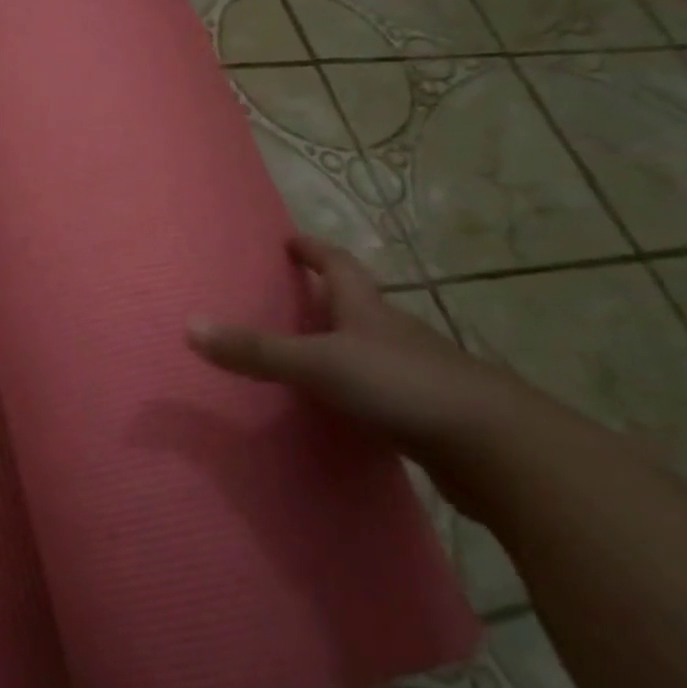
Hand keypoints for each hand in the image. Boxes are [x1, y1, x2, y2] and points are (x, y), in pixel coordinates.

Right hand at [187, 235, 547, 474]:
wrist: (497, 448)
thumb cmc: (401, 386)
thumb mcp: (318, 363)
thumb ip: (256, 350)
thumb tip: (189, 325)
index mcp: (369, 310)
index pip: (339, 265)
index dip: (314, 249)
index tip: (290, 239)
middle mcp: (394, 333)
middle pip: (356, 304)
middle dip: (325, 296)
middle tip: (287, 297)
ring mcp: (415, 373)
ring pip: (369, 349)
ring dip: (341, 345)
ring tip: (304, 354)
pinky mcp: (426, 412)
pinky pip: (379, 391)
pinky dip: (356, 390)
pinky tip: (339, 410)